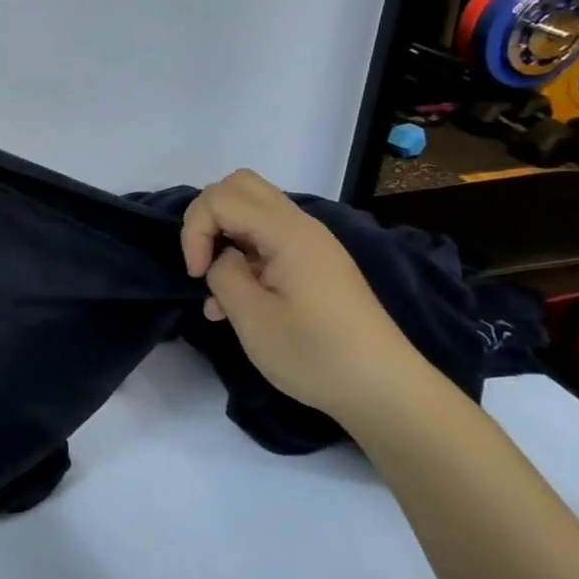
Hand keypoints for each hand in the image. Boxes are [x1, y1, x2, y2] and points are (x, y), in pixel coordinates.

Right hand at [179, 169, 429, 424]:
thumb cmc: (315, 354)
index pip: (221, 198)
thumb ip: (224, 274)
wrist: (384, 392)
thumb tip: (224, 260)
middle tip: (201, 261)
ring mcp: (311, 244)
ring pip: (251, 209)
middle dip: (206, 217)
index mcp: (288, 233)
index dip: (194, 230)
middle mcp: (301, 227)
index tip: (196, 274)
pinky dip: (241, 254)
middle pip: (239, 186)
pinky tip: (236, 302)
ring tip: (217, 289)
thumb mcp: (252, 317)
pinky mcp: (314, 265)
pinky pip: (265, 238)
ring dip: (223, 237)